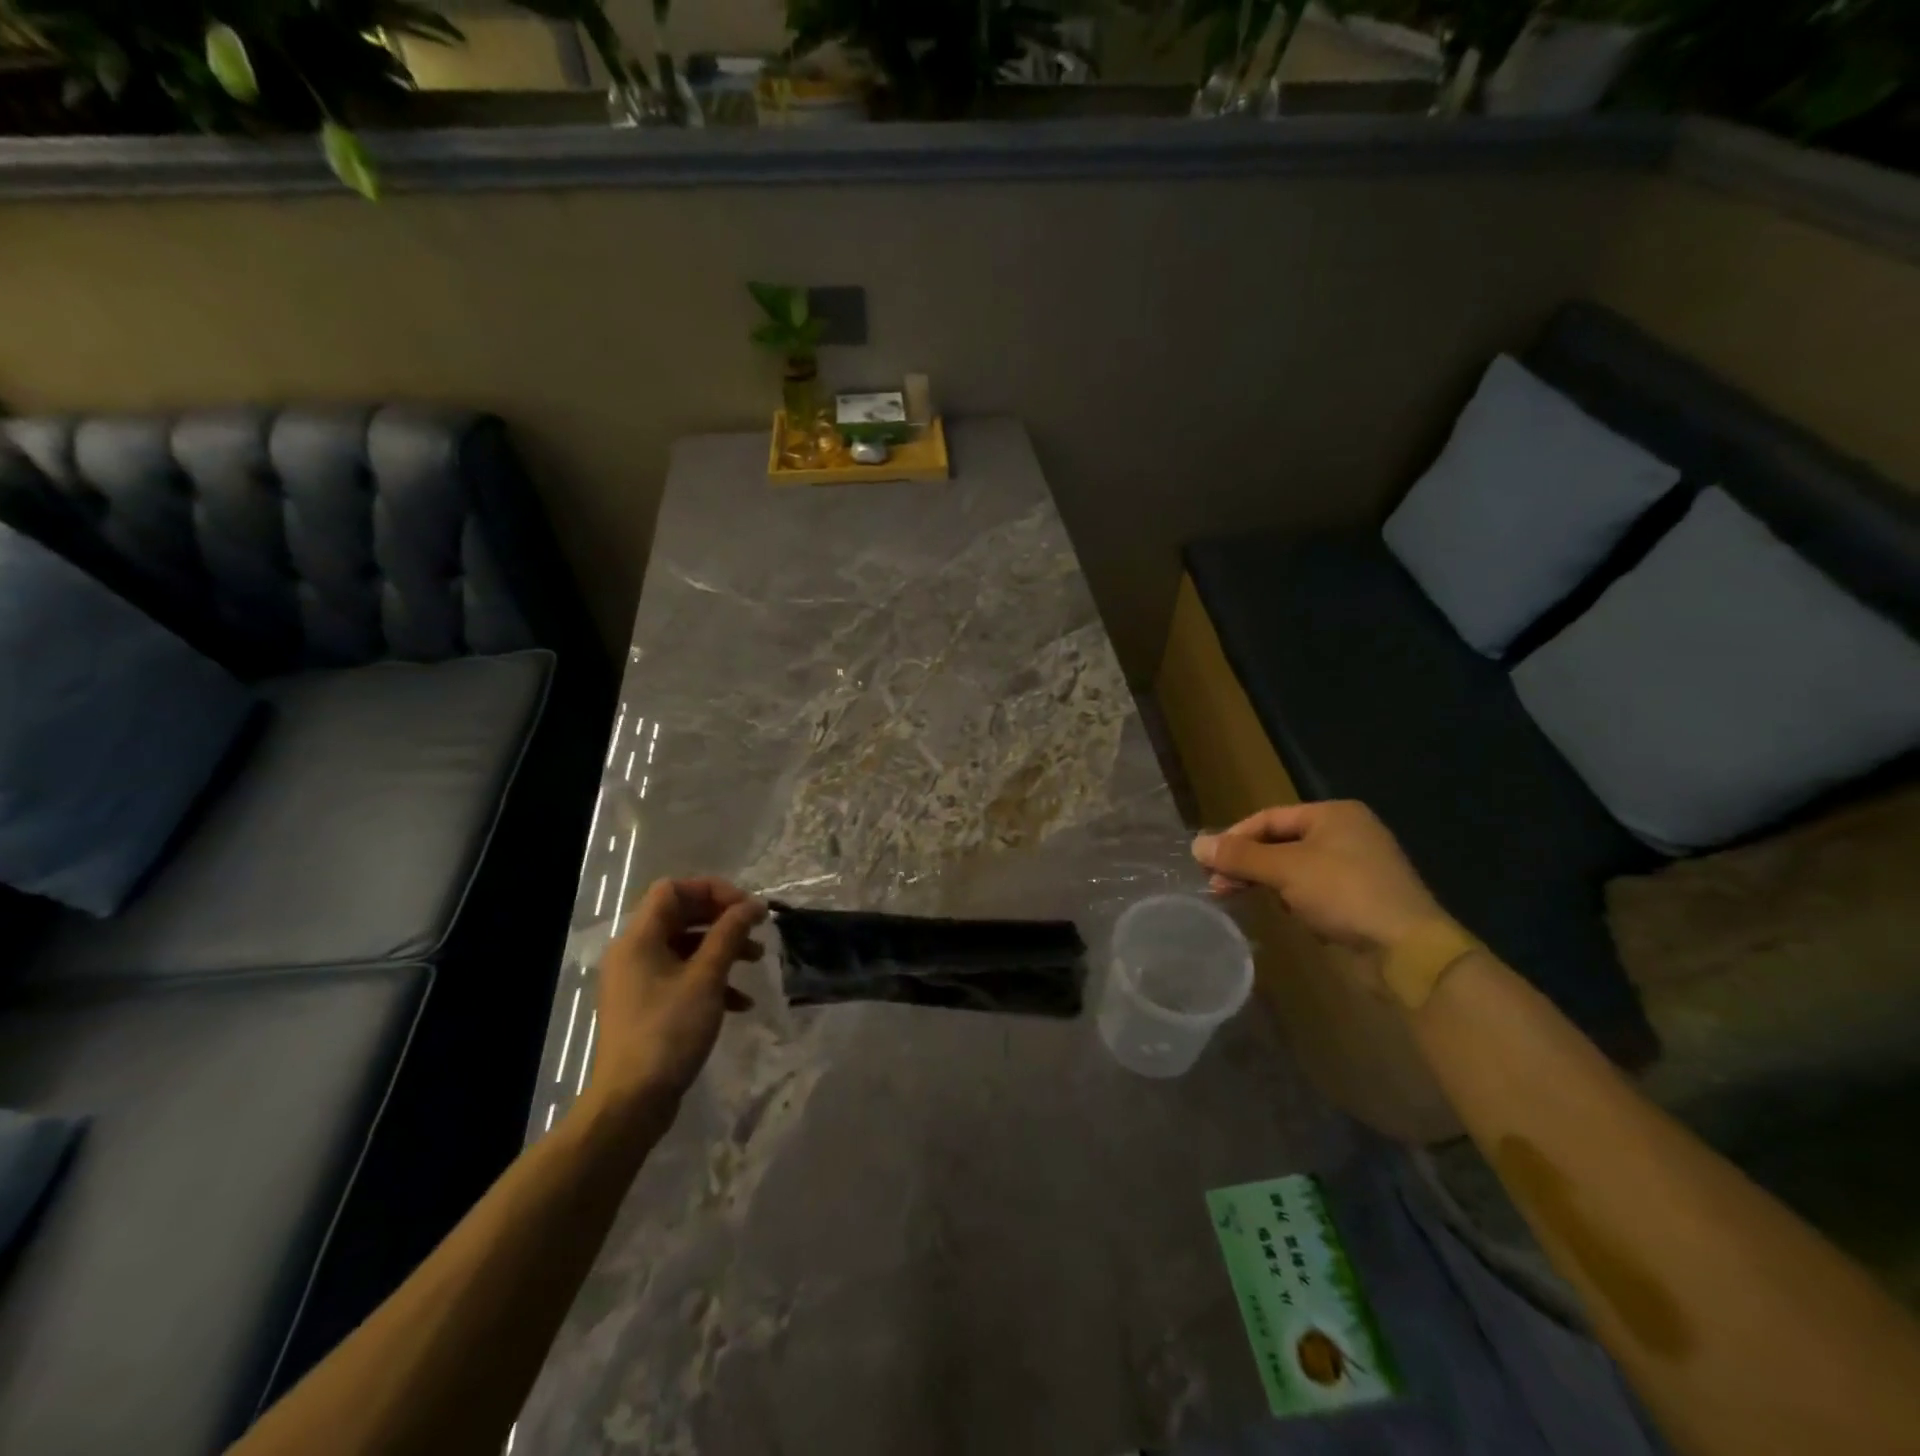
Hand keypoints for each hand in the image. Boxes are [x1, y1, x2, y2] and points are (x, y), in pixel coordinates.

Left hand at [591, 877, 766, 1107]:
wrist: (631, 1102)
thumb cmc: (669, 1031)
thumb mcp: (706, 977)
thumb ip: (730, 934)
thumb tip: (754, 904)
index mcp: (639, 938)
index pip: (673, 890)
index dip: (712, 890)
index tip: (746, 907)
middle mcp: (634, 953)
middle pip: (681, 916)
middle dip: (722, 919)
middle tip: (755, 929)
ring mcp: (638, 982)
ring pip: (685, 947)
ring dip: (723, 949)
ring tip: (757, 961)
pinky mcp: (647, 1007)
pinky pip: (682, 977)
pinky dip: (711, 980)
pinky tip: (741, 1002)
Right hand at [1193, 801, 1452, 956]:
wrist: (1407, 951)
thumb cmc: (1345, 894)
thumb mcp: (1285, 870)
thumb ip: (1240, 856)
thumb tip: (1196, 844)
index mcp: (1334, 814)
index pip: (1269, 818)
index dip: (1234, 837)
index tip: (1206, 862)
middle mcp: (1346, 833)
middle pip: (1280, 842)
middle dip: (1246, 863)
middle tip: (1216, 885)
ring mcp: (1355, 867)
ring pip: (1294, 868)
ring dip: (1265, 881)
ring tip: (1238, 898)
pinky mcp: (1359, 899)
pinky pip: (1312, 890)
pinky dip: (1291, 898)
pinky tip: (1282, 913)